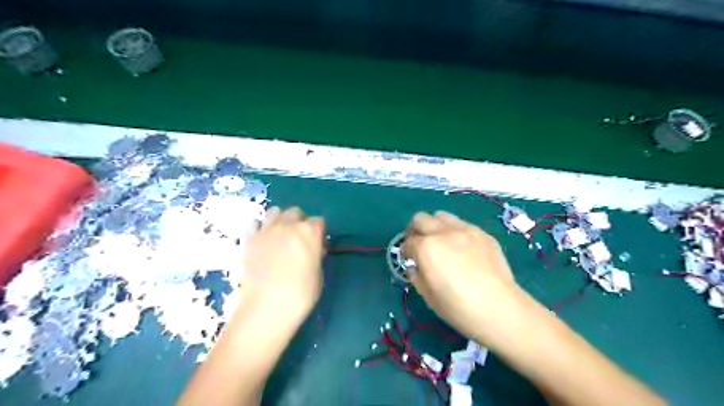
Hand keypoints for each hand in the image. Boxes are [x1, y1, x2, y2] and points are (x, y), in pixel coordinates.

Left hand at [240, 208, 325, 322]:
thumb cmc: (300, 294)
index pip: (318, 221)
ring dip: (281, 220)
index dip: (319, 233)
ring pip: (275, 212)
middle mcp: (288, 225)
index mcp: (310, 232)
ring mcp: (266, 230)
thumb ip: (316, 255)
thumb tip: (312, 249)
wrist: (266, 307)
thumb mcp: (319, 274)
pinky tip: (264, 245)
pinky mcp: (249, 239)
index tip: (317, 246)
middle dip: (300, 222)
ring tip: (281, 237)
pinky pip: (257, 225)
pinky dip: (263, 230)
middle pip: (296, 212)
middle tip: (299, 240)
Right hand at [404, 211, 524, 339]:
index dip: (406, 252)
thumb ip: (415, 274)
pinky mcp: (482, 233)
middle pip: (420, 219)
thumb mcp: (427, 295)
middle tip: (419, 244)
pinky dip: (454, 231)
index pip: (408, 242)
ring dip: (434, 226)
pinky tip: (462, 248)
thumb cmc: (458, 308)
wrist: (499, 309)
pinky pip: (462, 224)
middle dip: (414, 230)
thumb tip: (414, 264)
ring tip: (440, 241)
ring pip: (441, 215)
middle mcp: (443, 232)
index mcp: (426, 248)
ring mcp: (465, 229)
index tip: (410, 260)